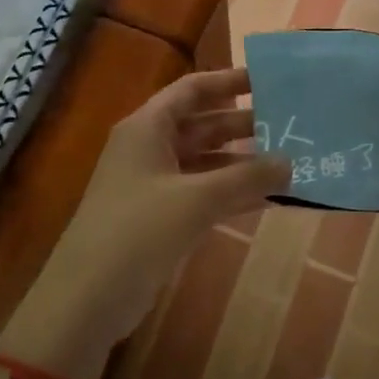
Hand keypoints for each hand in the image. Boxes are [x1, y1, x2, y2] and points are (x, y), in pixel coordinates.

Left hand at [14, 69, 288, 374]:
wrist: (89, 297)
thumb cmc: (139, 231)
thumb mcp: (198, 199)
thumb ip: (246, 177)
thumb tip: (290, 163)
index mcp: (148, 128)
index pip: (192, 90)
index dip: (228, 81)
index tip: (267, 80)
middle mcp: (149, 148)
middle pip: (202, 125)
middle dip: (243, 125)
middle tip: (290, 125)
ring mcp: (153, 184)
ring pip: (205, 162)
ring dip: (241, 162)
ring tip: (289, 162)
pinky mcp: (159, 217)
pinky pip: (202, 193)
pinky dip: (230, 193)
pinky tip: (267, 199)